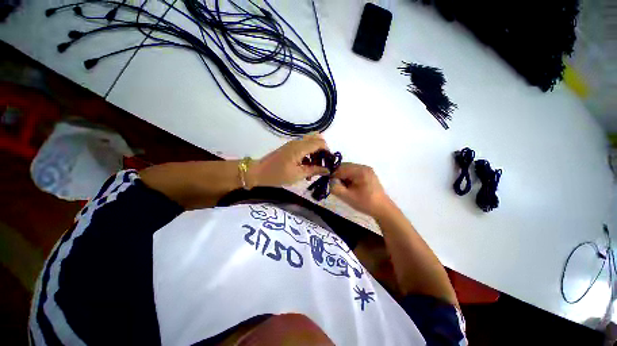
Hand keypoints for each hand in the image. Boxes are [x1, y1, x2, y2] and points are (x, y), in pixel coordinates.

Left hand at [252, 134, 330, 186]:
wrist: (258, 172)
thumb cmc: (277, 175)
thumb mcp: (298, 175)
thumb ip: (314, 170)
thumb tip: (327, 170)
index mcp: (300, 148)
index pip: (320, 143)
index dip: (327, 151)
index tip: (329, 162)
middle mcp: (297, 142)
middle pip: (316, 139)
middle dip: (322, 150)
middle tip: (322, 164)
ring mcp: (293, 144)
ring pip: (310, 142)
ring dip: (315, 153)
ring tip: (314, 168)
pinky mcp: (289, 148)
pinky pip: (304, 147)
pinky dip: (309, 155)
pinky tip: (307, 167)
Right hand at [331, 163, 391, 216]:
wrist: (382, 209)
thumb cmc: (365, 203)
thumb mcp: (347, 197)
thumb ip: (335, 188)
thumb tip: (329, 181)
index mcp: (360, 171)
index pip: (340, 169)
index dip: (332, 176)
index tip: (329, 184)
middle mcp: (363, 167)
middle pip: (344, 167)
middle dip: (338, 176)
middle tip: (335, 186)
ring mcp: (366, 170)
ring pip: (348, 170)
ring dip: (343, 177)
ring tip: (343, 188)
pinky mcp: (367, 174)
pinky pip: (353, 173)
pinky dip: (348, 178)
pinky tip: (349, 187)